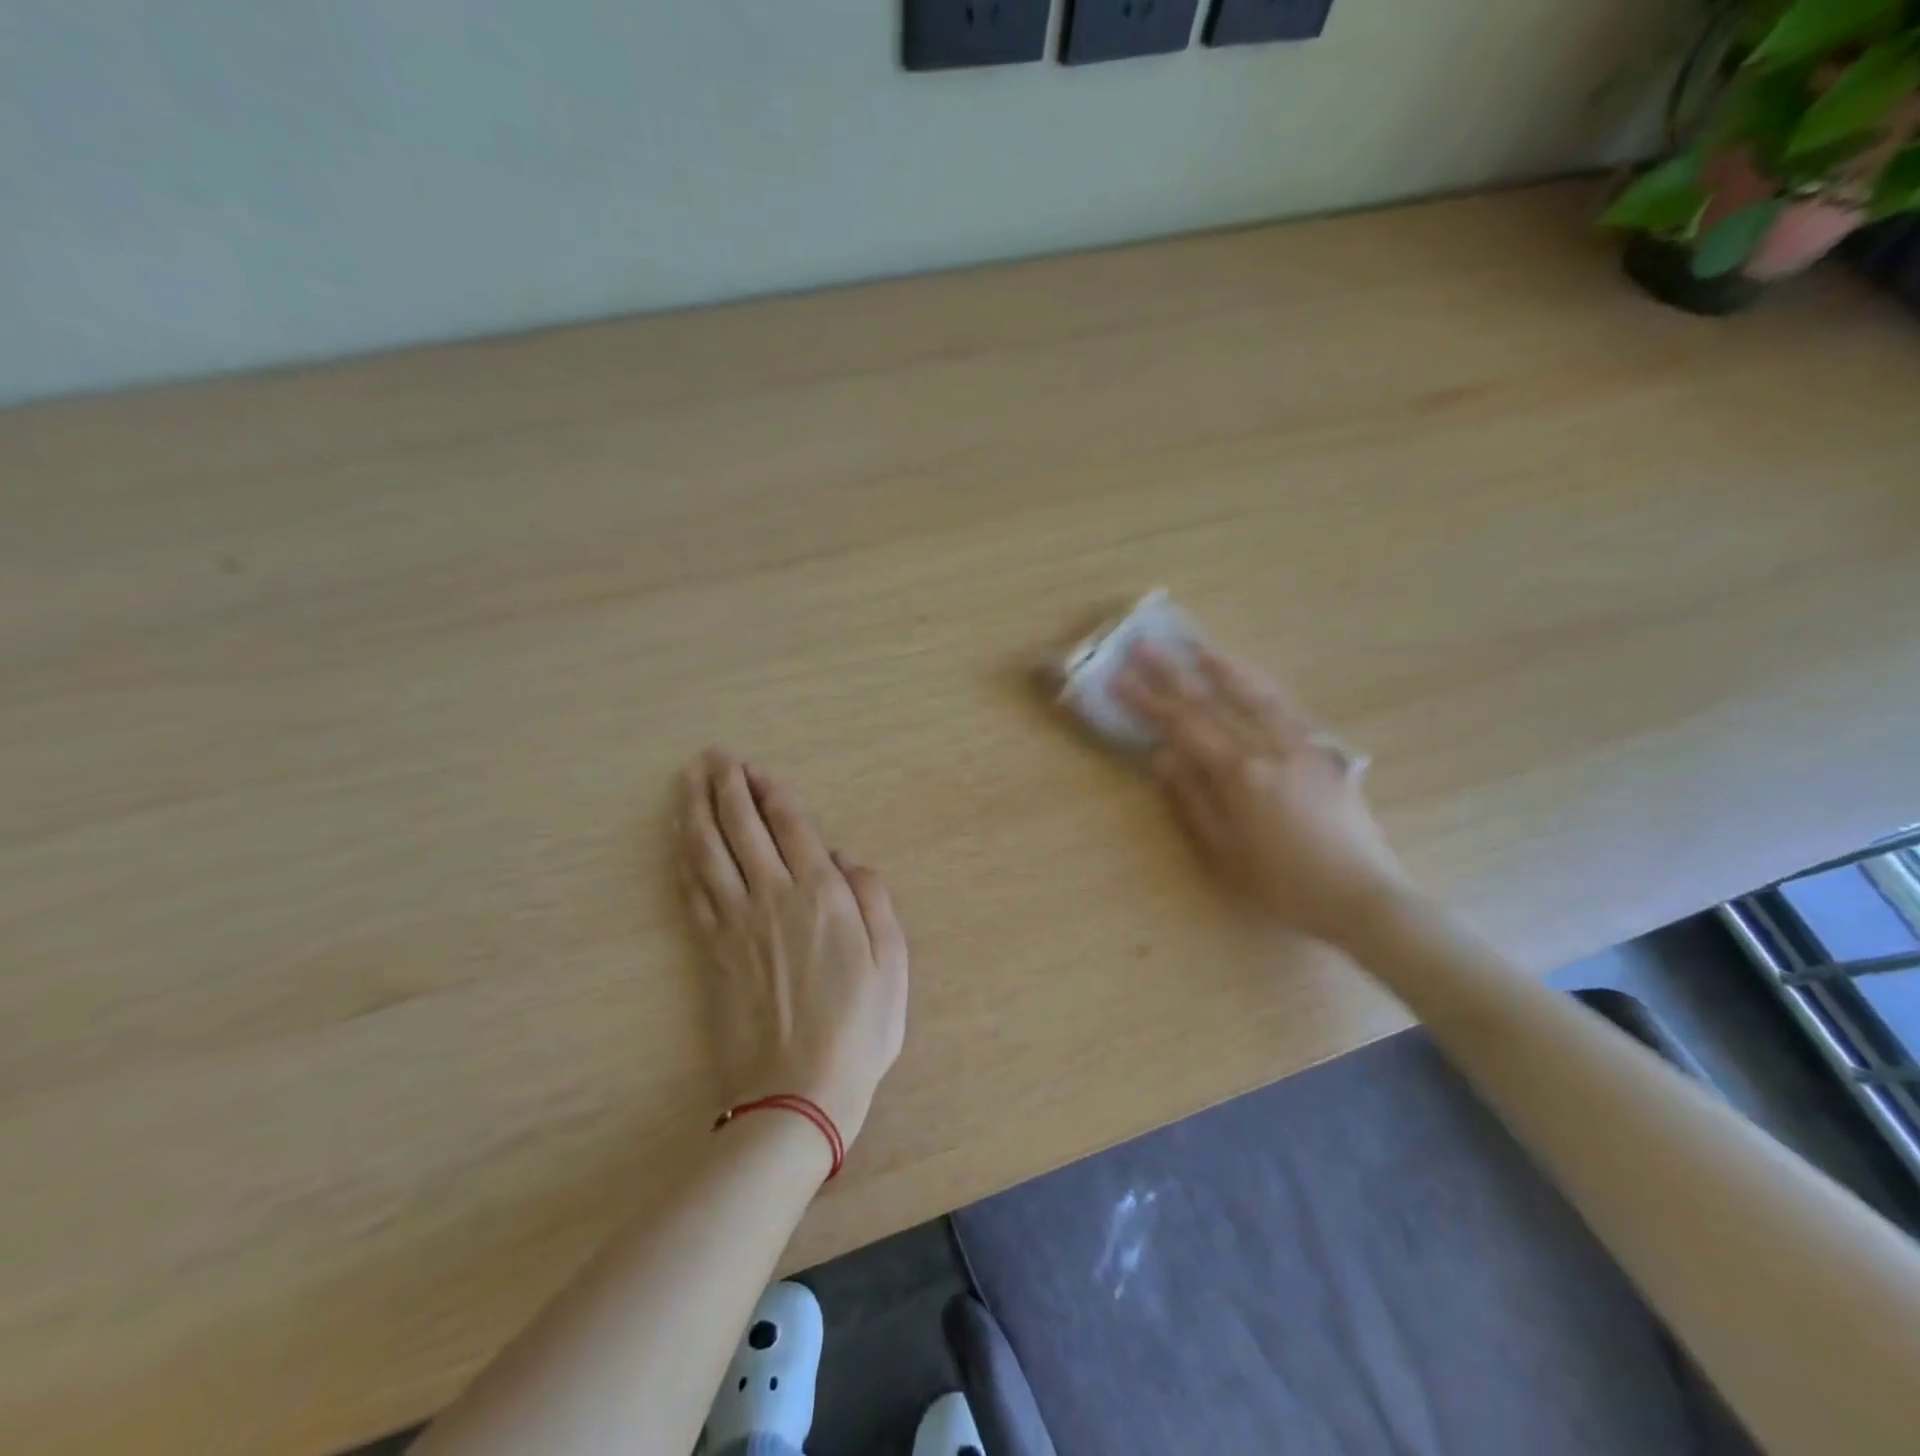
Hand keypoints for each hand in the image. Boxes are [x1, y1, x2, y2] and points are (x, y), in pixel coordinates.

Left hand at [677, 750, 908, 1149]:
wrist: (796, 1093)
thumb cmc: (858, 1029)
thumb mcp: (892, 963)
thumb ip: (874, 900)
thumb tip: (846, 857)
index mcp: (821, 895)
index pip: (791, 826)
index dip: (771, 793)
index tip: (755, 769)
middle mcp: (773, 896)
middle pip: (742, 827)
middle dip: (726, 786)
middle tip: (714, 756)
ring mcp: (735, 922)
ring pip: (708, 851)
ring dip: (696, 809)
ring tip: (688, 780)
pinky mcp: (709, 950)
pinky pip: (692, 889)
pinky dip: (683, 855)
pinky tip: (679, 837)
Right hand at [1116, 643, 1410, 948]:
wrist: (1361, 896)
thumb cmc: (1283, 884)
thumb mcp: (1224, 853)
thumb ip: (1192, 800)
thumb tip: (1162, 756)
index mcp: (1239, 774)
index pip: (1184, 726)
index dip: (1148, 701)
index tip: (1120, 678)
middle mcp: (1269, 748)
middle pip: (1215, 700)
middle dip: (1175, 671)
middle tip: (1147, 645)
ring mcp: (1301, 745)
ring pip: (1257, 693)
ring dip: (1224, 666)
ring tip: (1200, 646)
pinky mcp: (1324, 752)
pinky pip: (1286, 708)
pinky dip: (1261, 687)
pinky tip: (1251, 682)